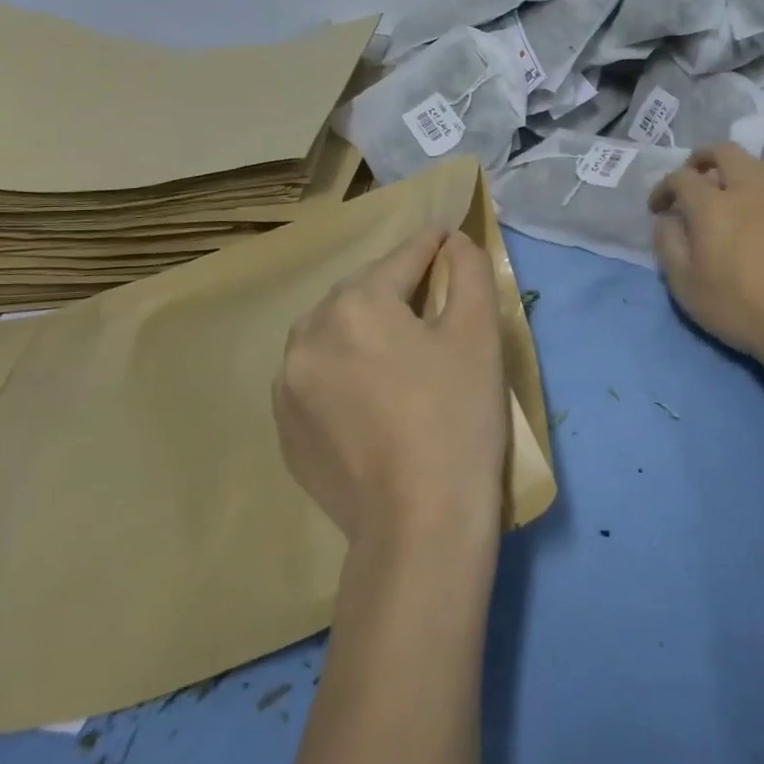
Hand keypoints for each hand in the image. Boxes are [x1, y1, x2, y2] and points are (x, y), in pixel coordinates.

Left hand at [276, 227, 508, 550]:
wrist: (419, 528)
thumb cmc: (456, 418)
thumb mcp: (477, 332)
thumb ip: (467, 270)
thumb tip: (452, 242)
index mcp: (355, 304)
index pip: (401, 258)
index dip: (432, 245)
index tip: (447, 235)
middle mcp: (308, 334)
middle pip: (362, 291)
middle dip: (396, 285)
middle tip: (432, 293)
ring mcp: (287, 384)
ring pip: (333, 331)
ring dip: (364, 323)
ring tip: (399, 343)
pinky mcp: (285, 427)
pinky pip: (316, 373)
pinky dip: (344, 365)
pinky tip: (372, 389)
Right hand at [649, 143, 763, 365]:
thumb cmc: (736, 304)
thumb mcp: (684, 283)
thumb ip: (668, 244)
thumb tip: (667, 220)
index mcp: (713, 204)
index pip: (681, 178)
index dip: (663, 188)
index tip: (657, 209)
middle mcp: (747, 189)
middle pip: (724, 152)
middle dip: (701, 158)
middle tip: (692, 179)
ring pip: (756, 163)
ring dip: (735, 168)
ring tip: (726, 191)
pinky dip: (757, 189)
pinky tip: (753, 214)